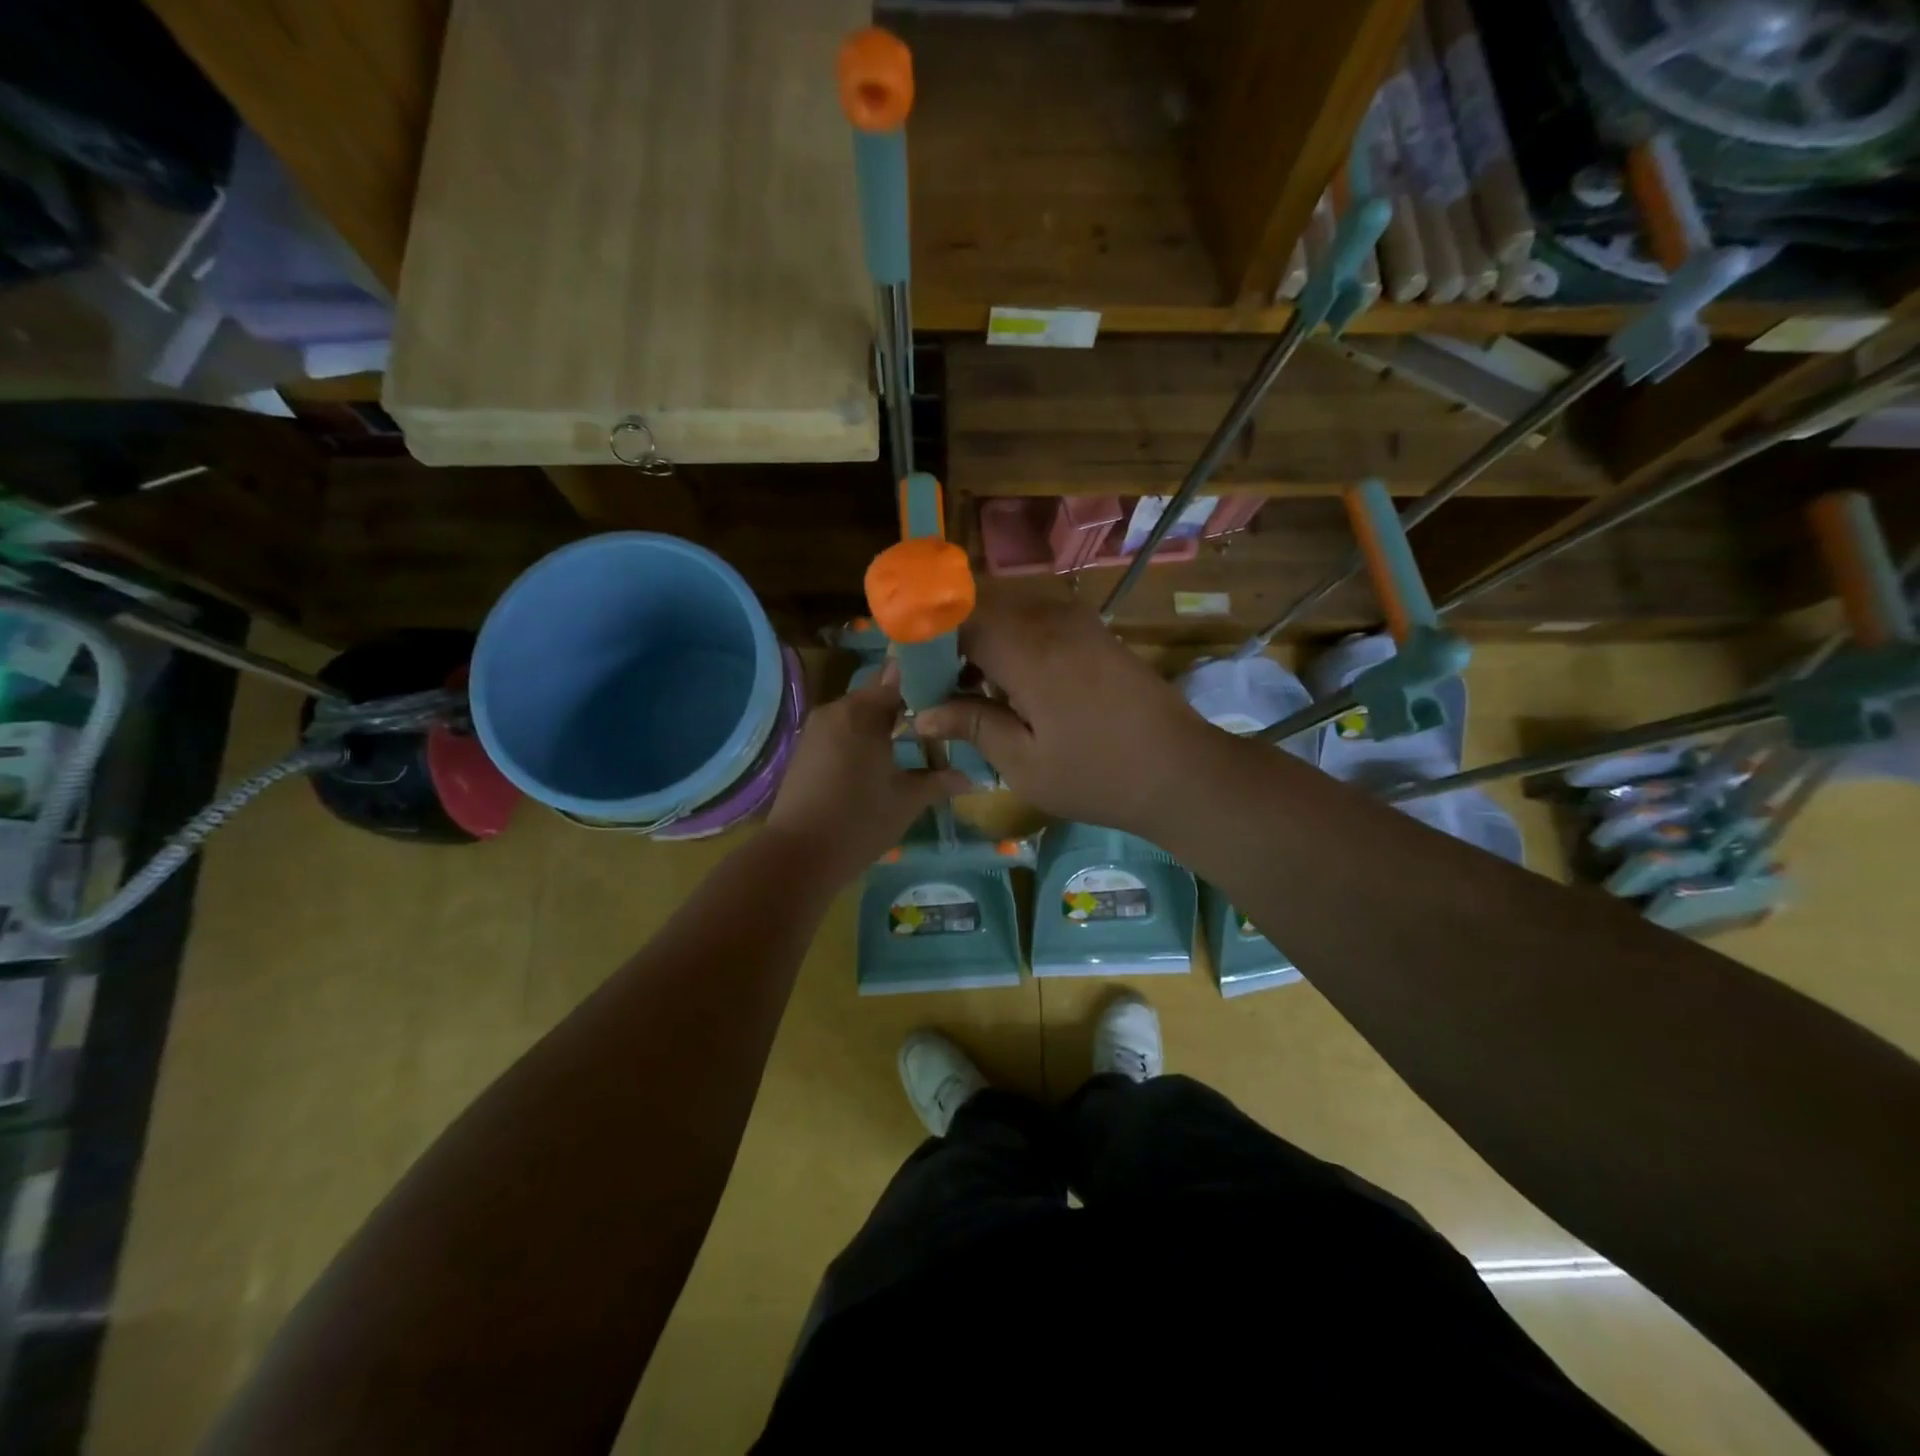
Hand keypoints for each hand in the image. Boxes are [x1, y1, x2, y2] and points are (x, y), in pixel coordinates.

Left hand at [765, 667, 967, 887]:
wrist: (797, 856)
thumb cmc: (858, 822)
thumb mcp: (907, 801)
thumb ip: (938, 781)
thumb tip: (969, 777)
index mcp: (862, 712)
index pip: (899, 677)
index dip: (926, 682)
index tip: (950, 693)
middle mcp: (835, 710)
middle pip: (877, 694)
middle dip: (906, 705)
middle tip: (938, 722)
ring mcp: (815, 729)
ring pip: (858, 714)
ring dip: (882, 723)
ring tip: (913, 741)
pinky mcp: (805, 749)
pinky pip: (841, 731)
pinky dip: (861, 737)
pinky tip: (880, 760)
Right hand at [913, 587, 1214, 837]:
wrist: (1183, 771)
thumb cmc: (1099, 775)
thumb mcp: (1025, 763)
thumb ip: (972, 727)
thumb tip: (922, 714)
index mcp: (1028, 650)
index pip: (958, 618)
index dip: (925, 637)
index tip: (908, 670)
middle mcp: (1052, 621)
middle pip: (982, 604)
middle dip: (951, 635)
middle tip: (936, 682)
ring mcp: (1079, 622)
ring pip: (1011, 608)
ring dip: (983, 636)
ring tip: (970, 686)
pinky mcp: (1096, 633)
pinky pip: (1039, 618)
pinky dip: (1014, 639)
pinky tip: (1012, 682)